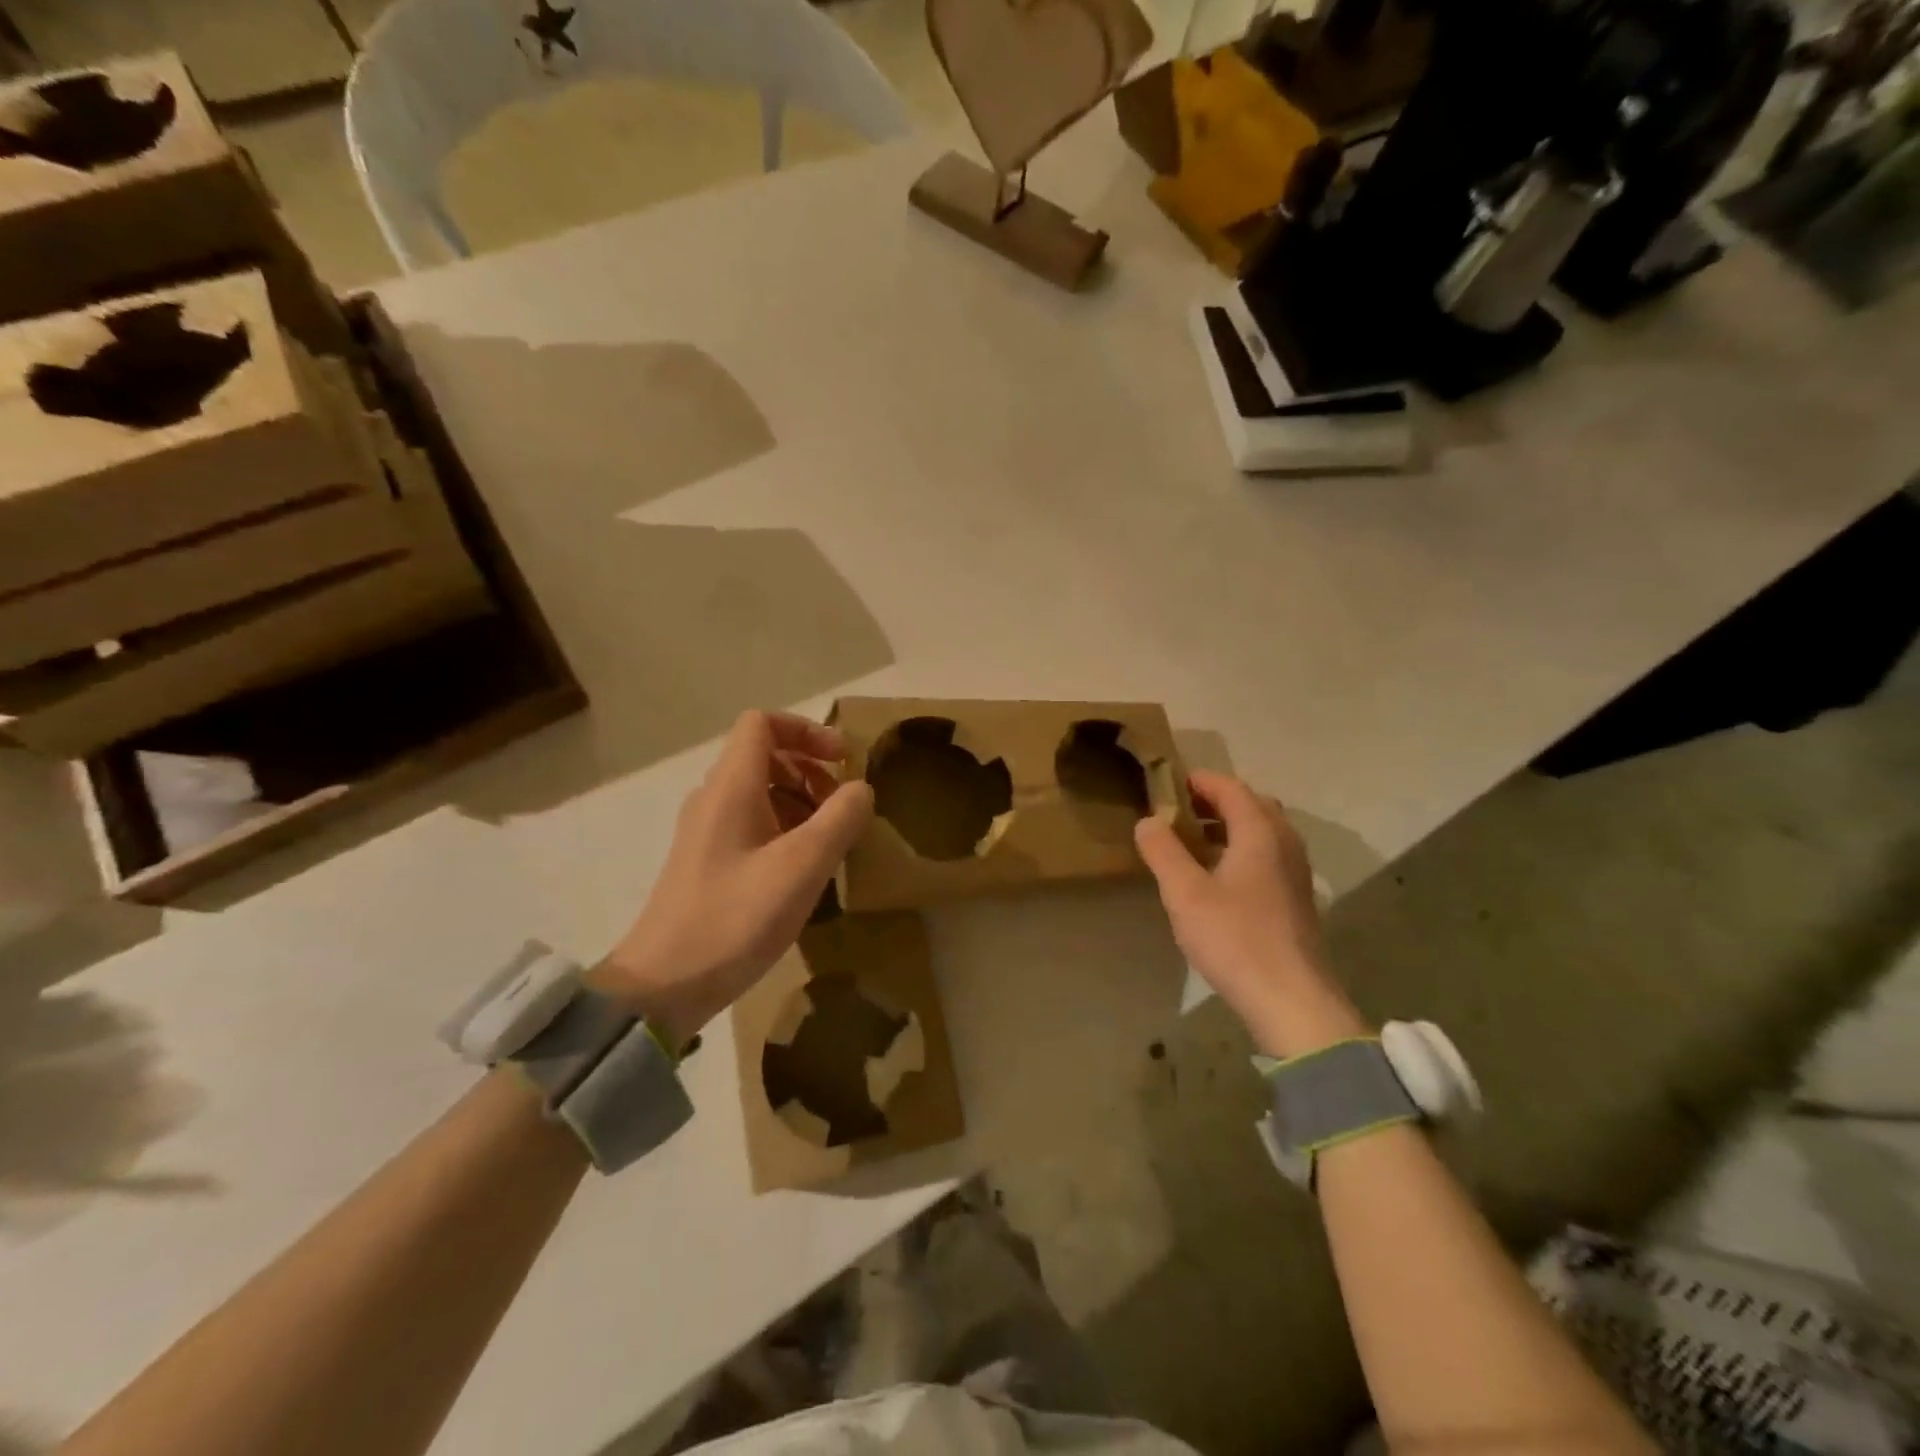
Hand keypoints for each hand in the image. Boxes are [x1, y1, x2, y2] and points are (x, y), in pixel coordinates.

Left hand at [597, 710, 874, 1049]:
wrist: (664, 985)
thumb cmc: (735, 919)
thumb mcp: (802, 867)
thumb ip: (839, 819)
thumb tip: (861, 788)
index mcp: (731, 787)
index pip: (762, 723)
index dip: (806, 730)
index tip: (843, 761)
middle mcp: (713, 798)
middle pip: (764, 755)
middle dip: (811, 770)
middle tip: (843, 807)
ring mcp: (706, 831)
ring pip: (760, 791)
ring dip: (801, 801)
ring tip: (830, 841)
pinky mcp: (706, 862)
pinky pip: (751, 823)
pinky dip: (784, 828)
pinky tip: (803, 870)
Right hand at [1134, 770, 1366, 1057]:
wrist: (1291, 1000)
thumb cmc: (1235, 939)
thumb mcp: (1185, 893)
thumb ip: (1163, 851)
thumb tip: (1149, 820)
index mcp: (1260, 833)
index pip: (1230, 788)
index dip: (1198, 781)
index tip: (1166, 784)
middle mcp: (1285, 843)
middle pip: (1251, 804)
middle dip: (1214, 800)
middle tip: (1178, 811)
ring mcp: (1295, 872)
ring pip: (1262, 831)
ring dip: (1228, 826)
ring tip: (1192, 841)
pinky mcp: (1296, 898)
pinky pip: (1267, 855)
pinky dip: (1241, 849)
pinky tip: (1217, 877)